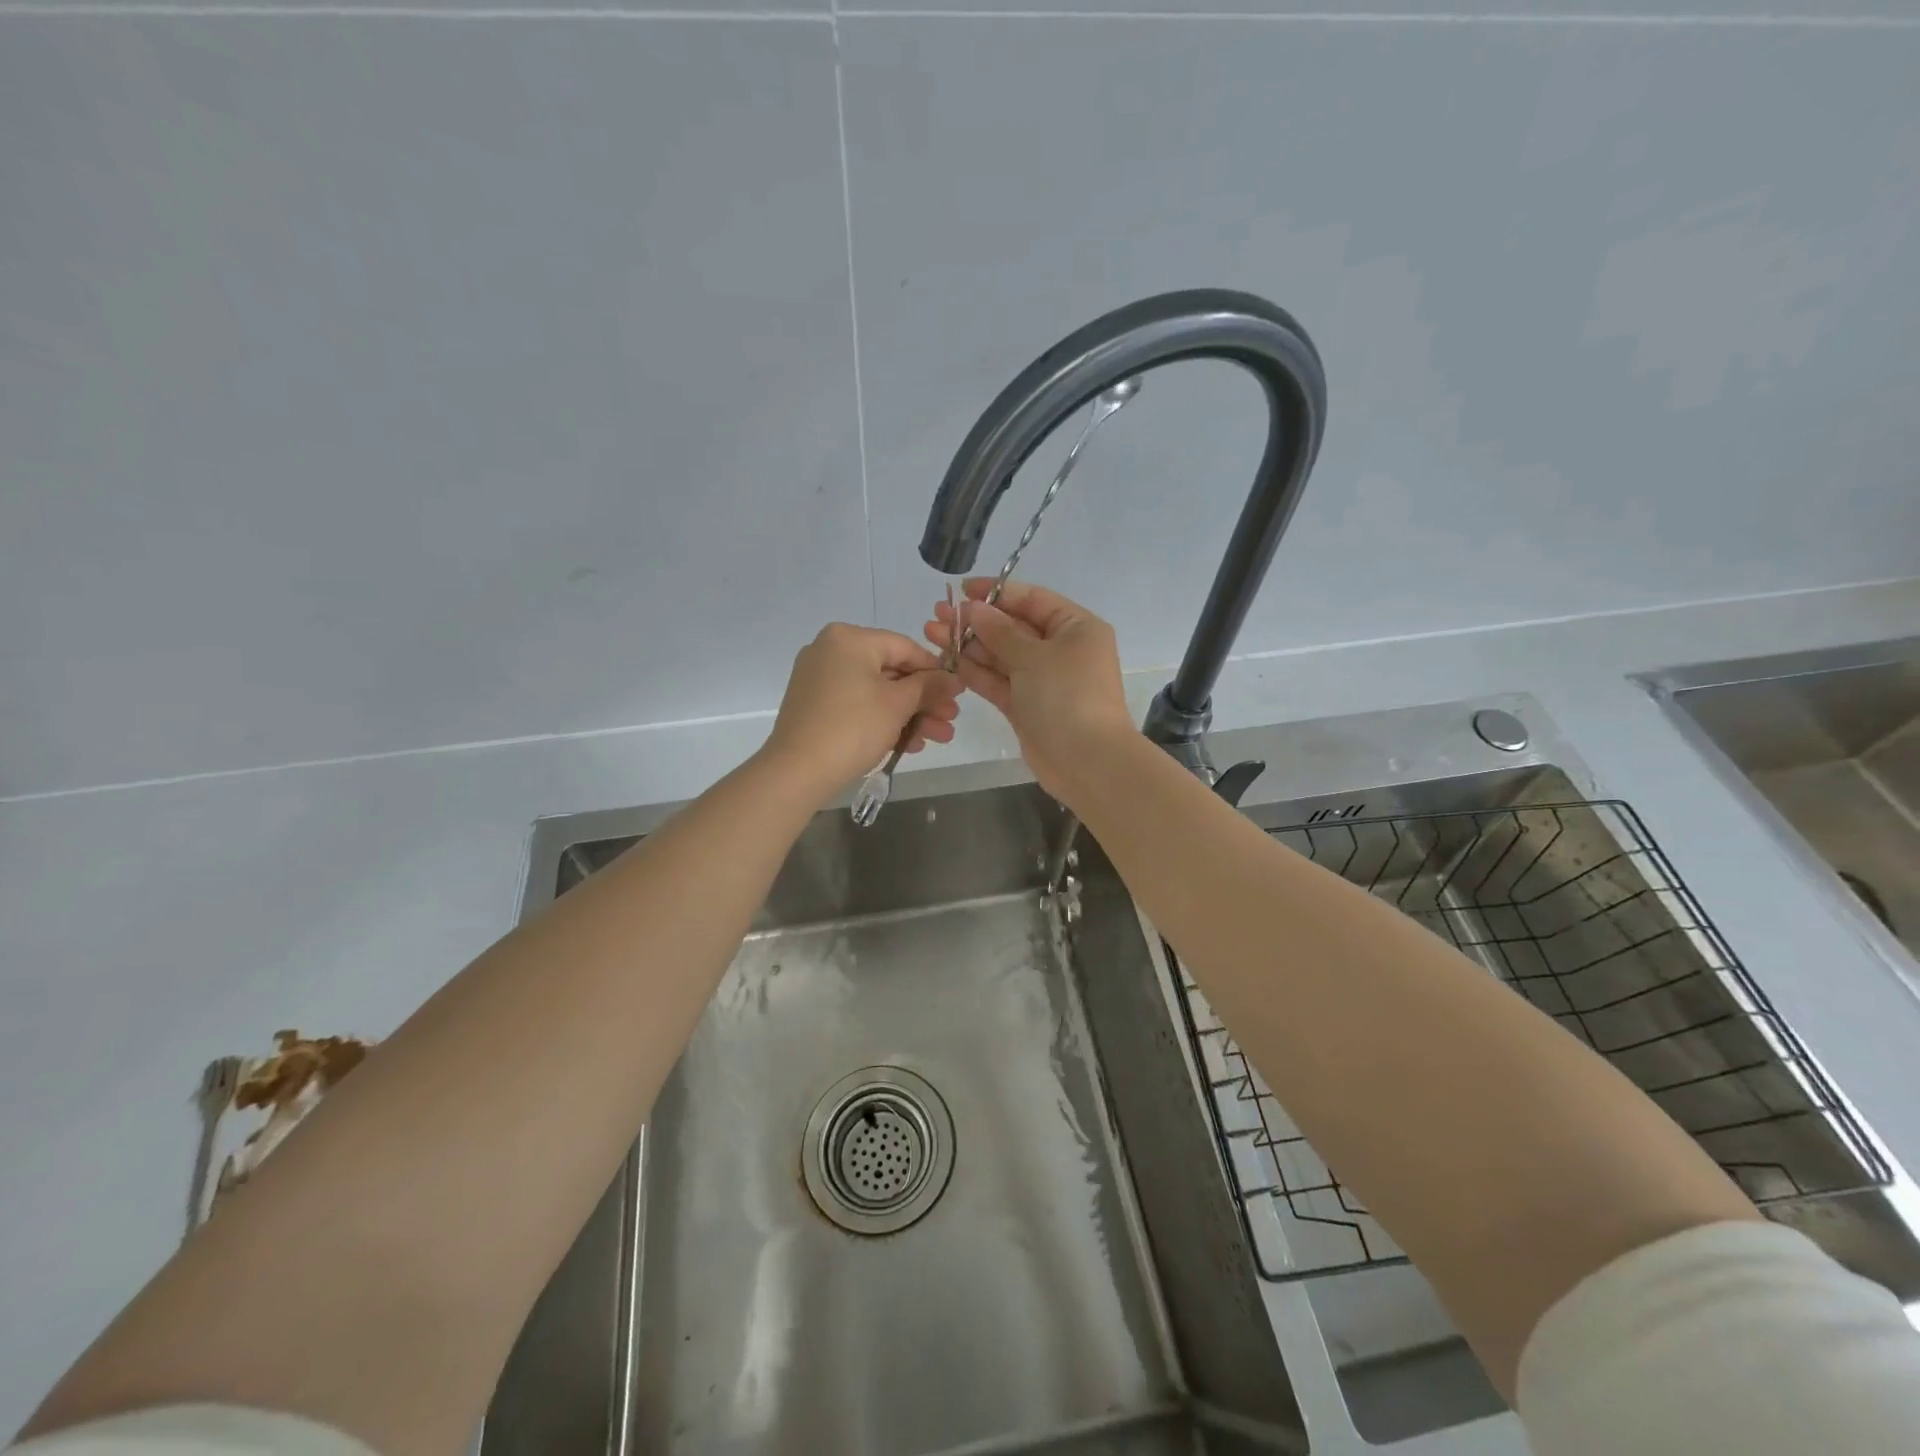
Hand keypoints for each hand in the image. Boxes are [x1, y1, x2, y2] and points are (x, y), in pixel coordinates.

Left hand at [762, 623, 960, 797]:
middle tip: (950, 721)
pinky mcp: (815, 706)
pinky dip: (882, 720)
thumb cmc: (852, 727)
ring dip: (909, 715)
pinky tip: (909, 745)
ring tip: (938, 738)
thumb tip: (954, 678)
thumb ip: (929, 686)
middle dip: (924, 700)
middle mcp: (831, 650)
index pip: (905, 647)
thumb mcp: (898, 705)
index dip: (936, 671)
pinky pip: (857, 705)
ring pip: (876, 692)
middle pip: (891, 672)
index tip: (958, 694)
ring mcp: (819, 679)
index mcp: (849, 638)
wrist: (796, 771)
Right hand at [925, 579, 1132, 799]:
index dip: (996, 592)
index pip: (1032, 599)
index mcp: (1075, 627)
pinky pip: (998, 681)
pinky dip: (975, 672)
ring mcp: (1043, 680)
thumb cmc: (1067, 696)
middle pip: (1014, 627)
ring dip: (969, 645)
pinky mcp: (1026, 706)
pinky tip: (946, 660)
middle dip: (976, 621)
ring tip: (932, 633)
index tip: (961, 590)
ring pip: (1001, 656)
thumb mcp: (1033, 656)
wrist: (1086, 761)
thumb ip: (1000, 631)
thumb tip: (974, 608)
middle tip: (937, 614)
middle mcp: (1061, 649)